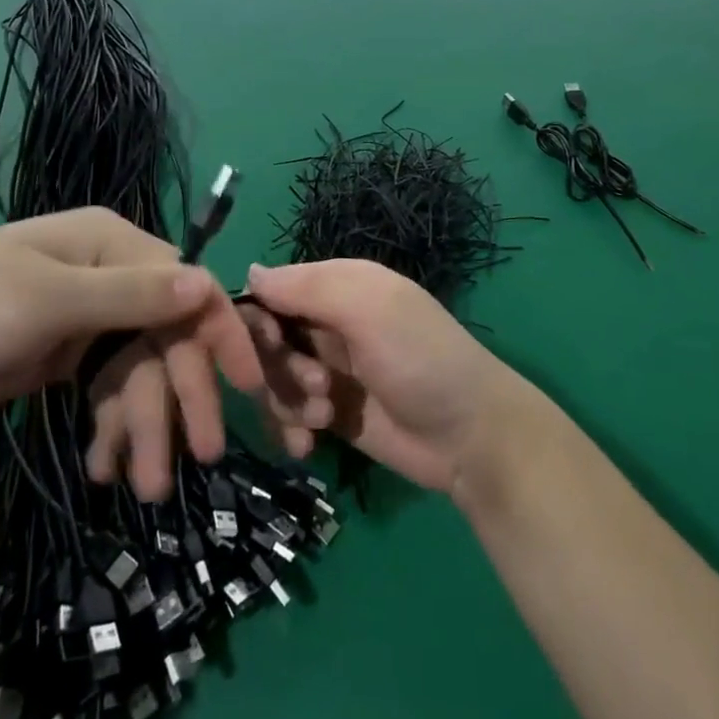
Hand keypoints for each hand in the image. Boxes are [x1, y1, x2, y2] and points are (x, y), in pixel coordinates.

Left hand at [0, 211, 263, 487]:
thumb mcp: (44, 300)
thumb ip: (129, 295)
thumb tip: (206, 285)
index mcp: (111, 245)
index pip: (184, 286)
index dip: (218, 332)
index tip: (246, 384)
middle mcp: (113, 276)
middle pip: (167, 334)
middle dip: (181, 394)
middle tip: (203, 455)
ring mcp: (92, 318)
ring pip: (142, 370)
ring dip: (148, 424)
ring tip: (147, 486)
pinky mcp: (72, 356)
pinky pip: (112, 390)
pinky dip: (115, 427)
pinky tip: (104, 465)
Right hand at [236, 259, 529, 494]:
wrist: (469, 437)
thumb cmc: (420, 359)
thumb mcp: (370, 309)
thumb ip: (309, 288)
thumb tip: (249, 272)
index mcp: (340, 286)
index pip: (273, 290)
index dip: (259, 319)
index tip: (270, 345)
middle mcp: (329, 322)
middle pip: (266, 338)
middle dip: (278, 366)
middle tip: (315, 384)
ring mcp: (328, 369)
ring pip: (271, 378)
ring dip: (286, 400)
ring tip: (323, 416)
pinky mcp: (329, 412)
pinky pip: (285, 413)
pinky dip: (289, 428)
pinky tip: (308, 446)